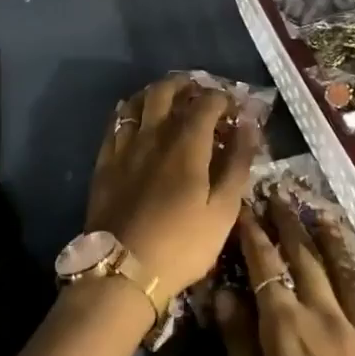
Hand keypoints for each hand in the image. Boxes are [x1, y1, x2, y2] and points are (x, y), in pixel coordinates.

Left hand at [85, 77, 258, 299]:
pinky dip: (129, 112)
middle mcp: (153, 134)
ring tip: (168, 99)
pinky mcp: (105, 162)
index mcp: (187, 143)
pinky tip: (134, 119)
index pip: (206, 102)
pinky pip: (115, 124)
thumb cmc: (182, 244)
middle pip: (166, 91)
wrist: (122, 270)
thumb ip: (237, 164)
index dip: (222, 98)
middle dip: (185, 85)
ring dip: (155, 93)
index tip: (233, 106)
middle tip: (199, 92)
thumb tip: (249, 125)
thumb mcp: (223, 210)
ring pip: (137, 102)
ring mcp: (125, 146)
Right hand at [215, 201, 354, 355]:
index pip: (265, 268)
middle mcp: (323, 318)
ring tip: (313, 210)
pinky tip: (346, 262)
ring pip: (335, 270)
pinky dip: (349, 270)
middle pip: (302, 259)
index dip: (252, 235)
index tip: (242, 206)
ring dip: (320, 237)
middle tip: (275, 194)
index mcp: (286, 331)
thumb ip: (240, 347)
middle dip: (286, 224)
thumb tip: (224, 293)